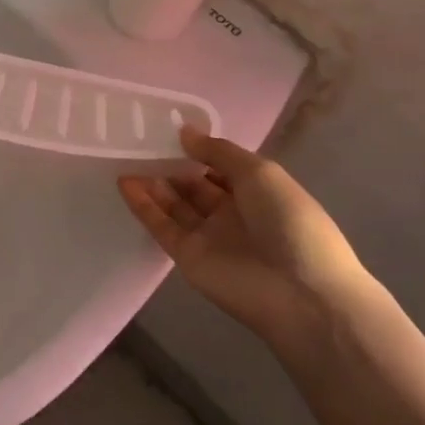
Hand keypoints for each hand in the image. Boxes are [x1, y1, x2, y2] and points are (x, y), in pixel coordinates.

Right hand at [118, 127, 374, 342]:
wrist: (299, 294)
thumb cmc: (289, 223)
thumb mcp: (260, 174)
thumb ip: (219, 152)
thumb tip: (185, 133)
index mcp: (259, 193)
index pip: (222, 168)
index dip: (200, 150)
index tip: (171, 130)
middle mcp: (233, 214)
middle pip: (196, 186)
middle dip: (172, 166)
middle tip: (142, 142)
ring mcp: (209, 237)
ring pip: (175, 205)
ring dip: (154, 183)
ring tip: (128, 157)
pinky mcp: (187, 257)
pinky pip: (161, 226)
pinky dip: (143, 205)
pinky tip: (125, 182)